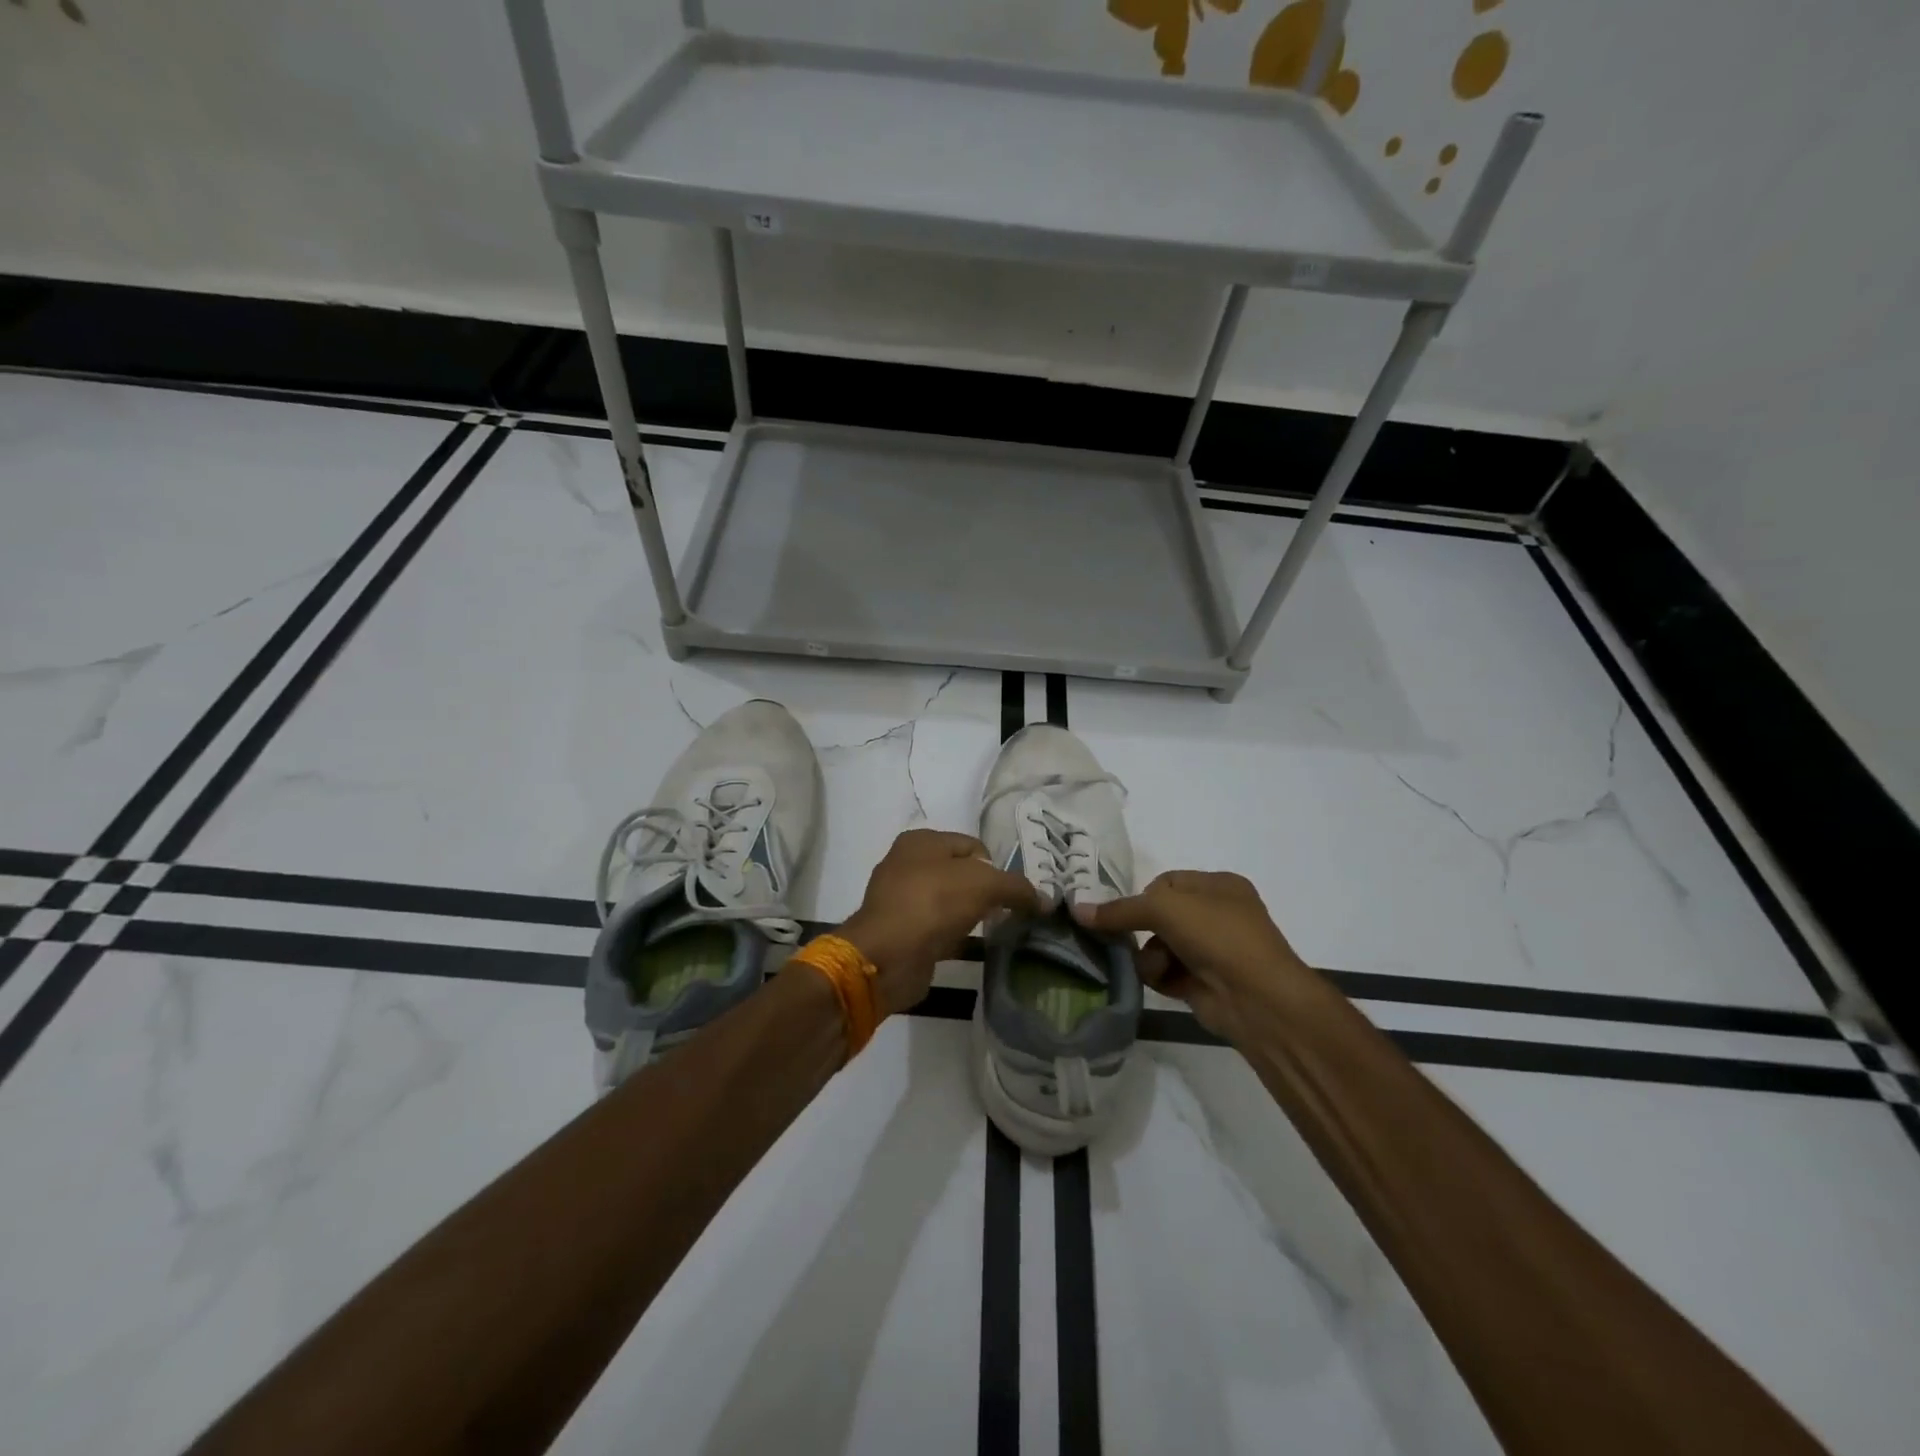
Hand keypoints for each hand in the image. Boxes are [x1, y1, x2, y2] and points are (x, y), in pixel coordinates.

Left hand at [840, 829, 1040, 1015]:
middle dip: (985, 892)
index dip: (996, 868)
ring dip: (971, 915)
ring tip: (993, 931)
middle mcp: (907, 864)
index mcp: (921, 841)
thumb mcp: (984, 885)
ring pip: (950, 902)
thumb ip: (1017, 888)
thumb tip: (1045, 900)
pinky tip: (974, 948)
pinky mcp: (903, 932)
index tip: (1011, 894)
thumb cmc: (934, 903)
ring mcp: (902, 900)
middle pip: (961, 874)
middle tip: (1005, 913)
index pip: (973, 846)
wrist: (888, 956)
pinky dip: (957, 936)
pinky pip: (939, 928)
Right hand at [1072, 871, 1320, 1042]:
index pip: (1167, 882)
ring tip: (1159, 969)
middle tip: (1126, 939)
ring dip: (1151, 958)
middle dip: (1143, 930)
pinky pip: (1166, 972)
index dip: (1145, 897)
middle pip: (1159, 916)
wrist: (1257, 999)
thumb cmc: (1217, 936)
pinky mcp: (1203, 982)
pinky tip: (1165, 984)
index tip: (1129, 912)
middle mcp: (1217, 915)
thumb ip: (1120, 910)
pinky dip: (1160, 977)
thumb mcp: (1165, 909)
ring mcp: (1212, 950)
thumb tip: (1078, 911)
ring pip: (1159, 946)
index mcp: (1220, 885)